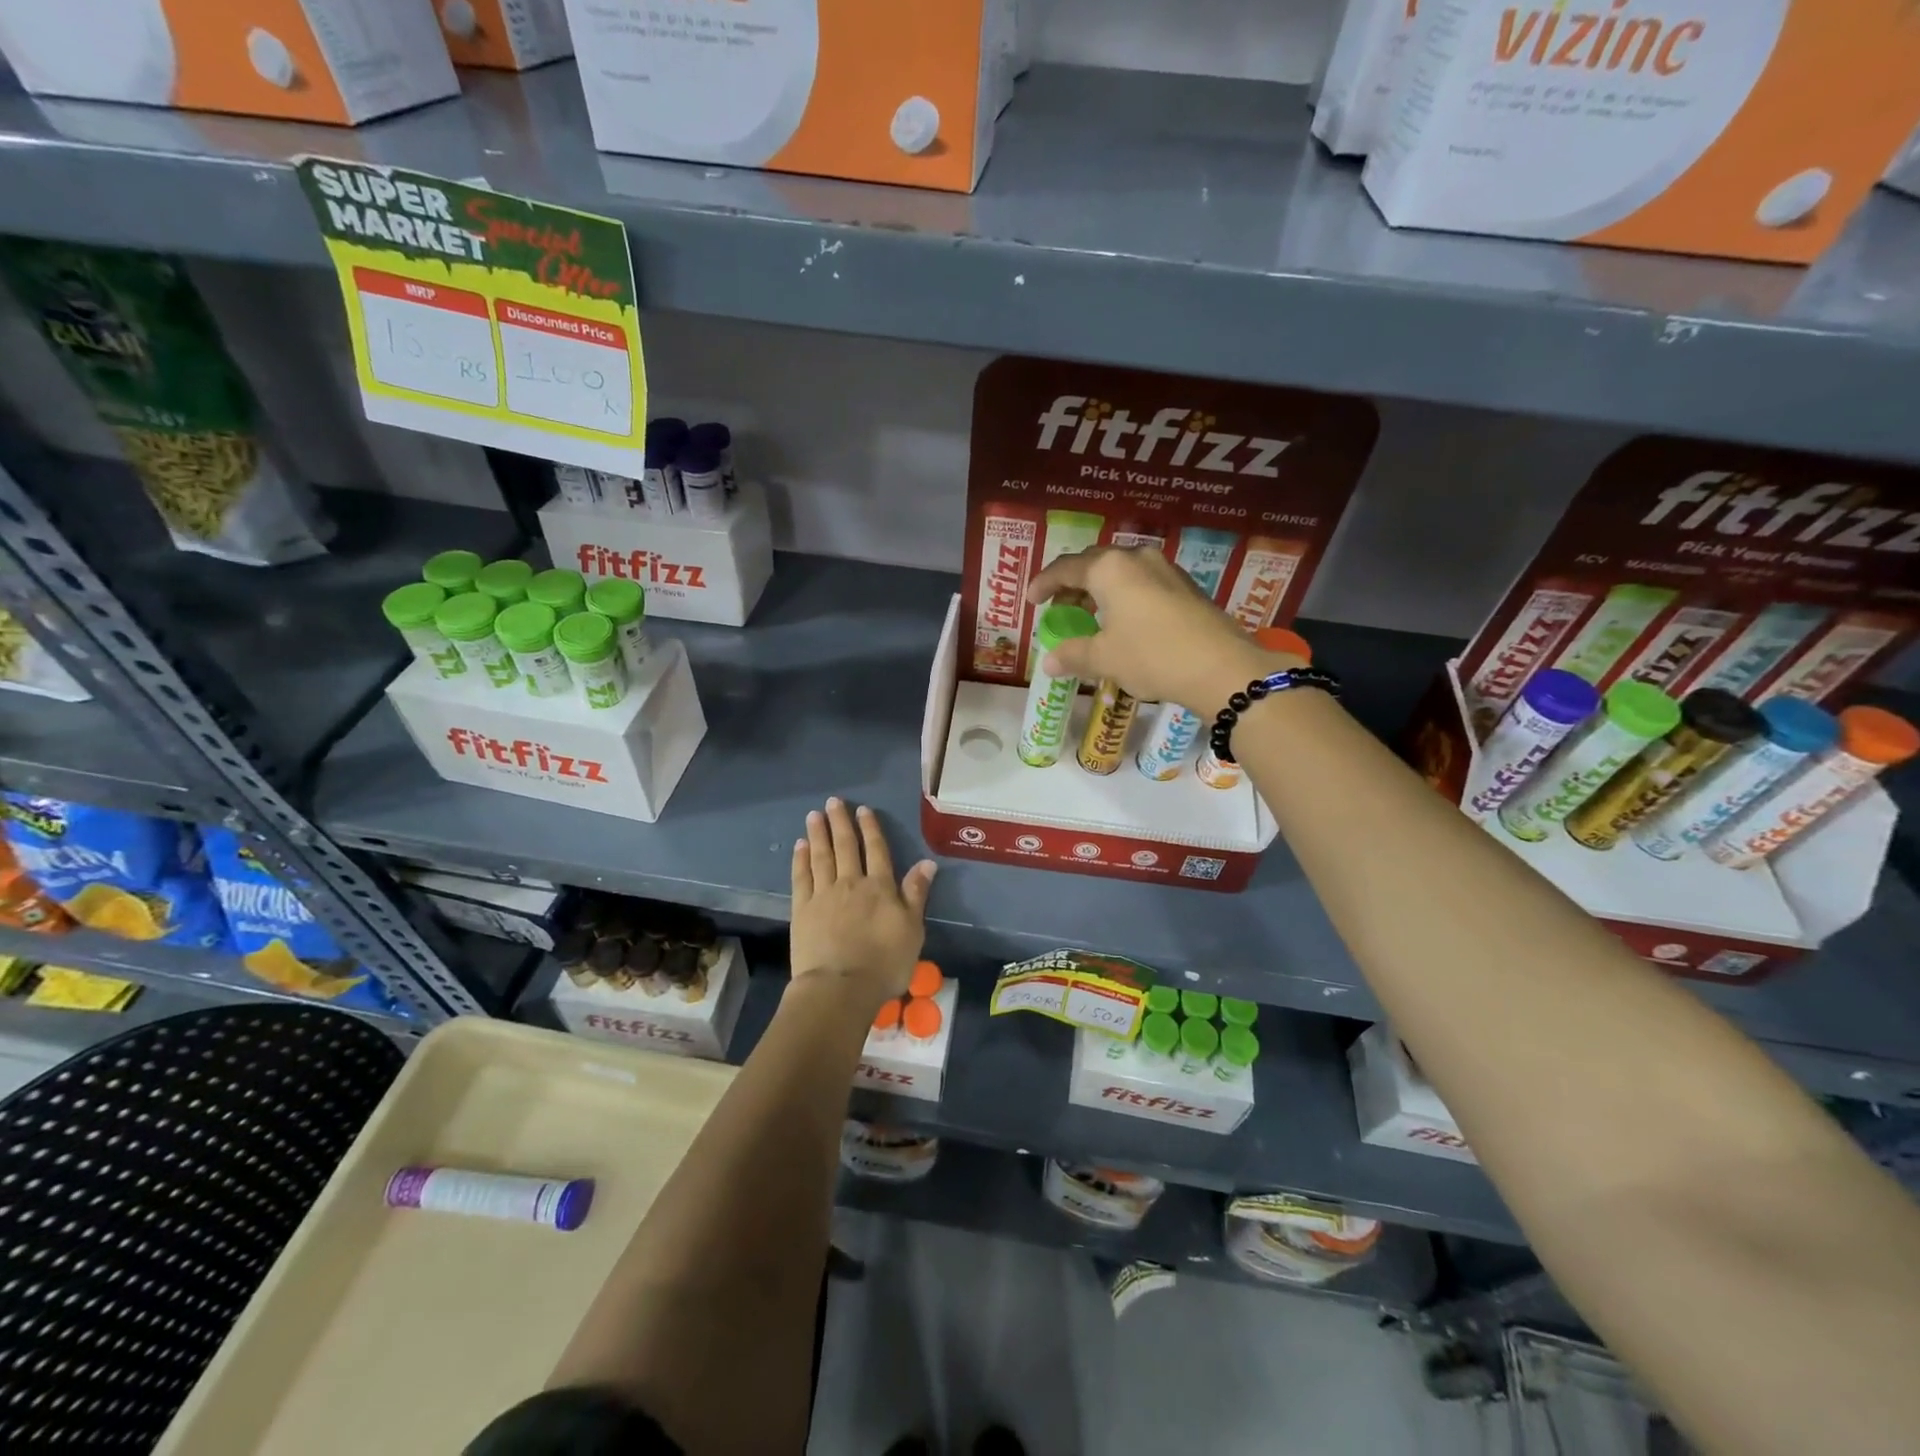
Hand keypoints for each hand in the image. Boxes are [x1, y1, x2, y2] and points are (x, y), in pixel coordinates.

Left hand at [790, 798, 936, 1010]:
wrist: (840, 987)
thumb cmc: (884, 963)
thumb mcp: (912, 929)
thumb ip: (916, 894)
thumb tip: (927, 862)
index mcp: (880, 887)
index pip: (876, 850)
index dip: (870, 829)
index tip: (863, 810)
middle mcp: (851, 883)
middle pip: (846, 847)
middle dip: (841, 823)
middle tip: (833, 802)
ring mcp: (824, 895)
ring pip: (821, 856)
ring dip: (818, 834)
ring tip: (814, 815)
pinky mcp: (802, 910)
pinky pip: (801, 877)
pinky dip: (801, 859)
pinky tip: (800, 846)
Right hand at [1024, 547, 1300, 715]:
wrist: (1221, 667)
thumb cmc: (1151, 656)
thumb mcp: (1105, 658)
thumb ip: (1072, 654)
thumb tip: (1049, 662)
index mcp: (1109, 568)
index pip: (1065, 568)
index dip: (1043, 584)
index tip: (1031, 601)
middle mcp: (1136, 559)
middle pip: (1093, 565)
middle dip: (1071, 586)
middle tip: (1058, 608)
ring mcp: (1165, 570)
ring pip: (1120, 573)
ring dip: (1099, 592)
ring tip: (1088, 618)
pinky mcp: (1185, 587)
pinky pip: (1141, 584)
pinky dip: (1122, 598)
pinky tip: (1122, 623)